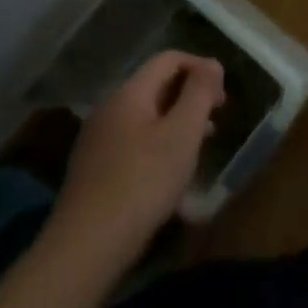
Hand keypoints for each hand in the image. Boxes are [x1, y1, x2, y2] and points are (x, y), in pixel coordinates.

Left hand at [50, 51, 225, 252]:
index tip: (222, 94)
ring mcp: (98, 140)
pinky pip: (134, 140)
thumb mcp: (182, 133)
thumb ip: (199, 93)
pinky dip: (159, 143)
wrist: (85, 247)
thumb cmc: (142, 182)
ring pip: (147, 115)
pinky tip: (171, 172)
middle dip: (191, 95)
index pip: (169, 59)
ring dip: (177, 121)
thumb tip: (212, 63)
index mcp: (129, 94)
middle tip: (216, 118)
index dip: (201, 67)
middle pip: (157, 86)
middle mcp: (110, 109)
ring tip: (201, 145)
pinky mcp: (95, 170)